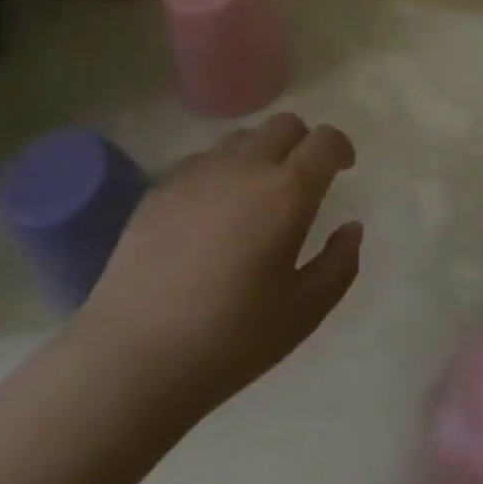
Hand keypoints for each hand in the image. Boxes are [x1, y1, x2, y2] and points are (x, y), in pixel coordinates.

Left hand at [71, 113, 362, 418]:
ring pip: (242, 138)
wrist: (131, 359)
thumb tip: (351, 228)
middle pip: (285, 124)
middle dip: (303, 142)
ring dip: (261, 154)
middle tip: (302, 180)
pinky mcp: (160, 187)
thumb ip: (339, 264)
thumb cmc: (229, 340)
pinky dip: (220, 172)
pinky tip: (211, 214)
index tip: (343, 168)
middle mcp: (245, 167)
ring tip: (255, 196)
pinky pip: (203, 160)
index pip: (325, 141)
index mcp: (287, 192)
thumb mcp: (304, 313)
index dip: (340, 147)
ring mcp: (197, 172)